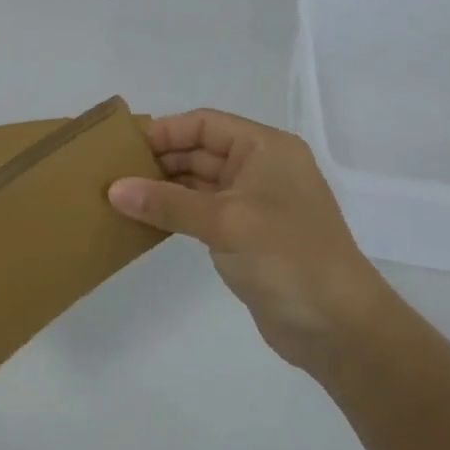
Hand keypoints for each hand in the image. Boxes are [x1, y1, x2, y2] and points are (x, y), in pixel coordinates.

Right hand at [108, 110, 389, 373]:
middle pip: (200, 151)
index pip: (206, 124)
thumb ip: (168, 203)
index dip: (165, 131)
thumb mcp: (225, 222)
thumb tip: (113, 189)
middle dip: (159, 160)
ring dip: (163, 188)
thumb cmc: (288, 257)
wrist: (337, 325)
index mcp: (265, 149)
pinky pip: (201, 212)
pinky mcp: (245, 236)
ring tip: (119, 196)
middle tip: (112, 174)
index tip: (123, 148)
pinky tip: (144, 220)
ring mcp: (253, 204)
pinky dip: (174, 212)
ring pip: (198, 183)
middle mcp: (260, 169)